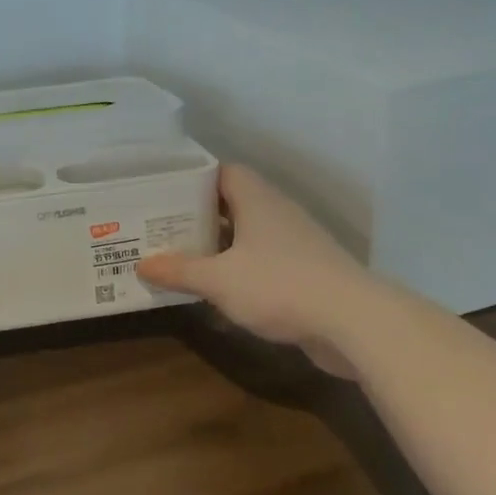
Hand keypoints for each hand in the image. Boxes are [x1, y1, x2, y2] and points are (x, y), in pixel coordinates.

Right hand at [136, 165, 370, 356]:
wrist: (354, 322)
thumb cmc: (280, 285)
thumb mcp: (219, 280)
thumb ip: (180, 270)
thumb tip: (141, 264)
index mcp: (257, 200)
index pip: (223, 172)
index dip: (194, 179)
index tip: (164, 192)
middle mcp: (278, 213)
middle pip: (233, 202)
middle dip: (199, 214)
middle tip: (162, 226)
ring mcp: (296, 243)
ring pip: (249, 233)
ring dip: (220, 244)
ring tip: (183, 255)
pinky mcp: (307, 272)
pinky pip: (264, 260)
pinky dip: (240, 267)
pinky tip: (219, 287)